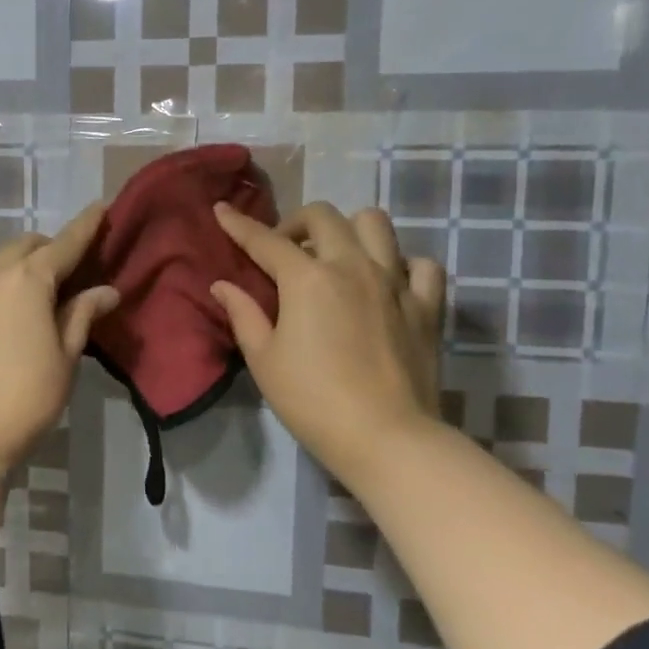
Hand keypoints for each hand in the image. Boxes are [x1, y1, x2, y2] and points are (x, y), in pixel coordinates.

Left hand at [0, 202, 119, 471]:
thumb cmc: (25, 396)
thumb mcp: (65, 357)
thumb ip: (82, 316)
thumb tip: (105, 291)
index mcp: (27, 279)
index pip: (65, 243)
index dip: (86, 225)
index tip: (102, 206)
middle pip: (27, 245)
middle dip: (51, 248)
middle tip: (73, 270)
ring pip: (0, 263)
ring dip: (24, 267)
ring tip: (44, 295)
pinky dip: (3, 288)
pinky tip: (13, 318)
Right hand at [210, 201, 445, 475]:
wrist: (386, 437)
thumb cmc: (312, 400)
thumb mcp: (264, 359)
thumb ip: (243, 314)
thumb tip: (223, 285)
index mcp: (307, 278)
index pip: (265, 240)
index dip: (239, 225)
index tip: (222, 211)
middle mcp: (352, 266)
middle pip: (323, 217)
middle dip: (296, 223)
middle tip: (284, 251)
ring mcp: (394, 282)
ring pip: (375, 224)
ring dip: (349, 230)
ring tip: (336, 257)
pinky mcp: (426, 306)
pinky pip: (420, 265)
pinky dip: (402, 264)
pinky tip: (387, 283)